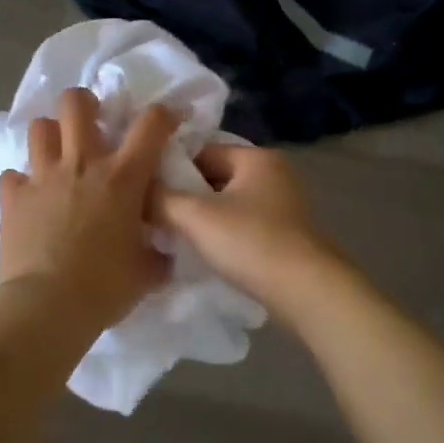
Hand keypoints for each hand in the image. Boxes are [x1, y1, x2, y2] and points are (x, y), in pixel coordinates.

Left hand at [0, 89, 175, 334]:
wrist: (46, 307)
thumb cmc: (104, 287)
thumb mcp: (146, 273)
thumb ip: (156, 254)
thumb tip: (161, 252)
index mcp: (122, 177)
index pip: (151, 124)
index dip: (163, 114)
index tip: (167, 121)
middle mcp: (81, 164)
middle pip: (76, 102)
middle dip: (85, 104)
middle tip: (93, 126)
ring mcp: (42, 177)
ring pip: (39, 127)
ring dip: (51, 135)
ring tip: (58, 156)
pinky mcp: (12, 197)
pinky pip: (13, 175)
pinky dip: (22, 183)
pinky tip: (30, 199)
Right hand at [154, 144, 341, 314]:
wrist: (307, 291)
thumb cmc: (251, 243)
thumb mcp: (196, 217)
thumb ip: (161, 199)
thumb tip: (135, 190)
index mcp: (256, 157)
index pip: (201, 151)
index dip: (171, 170)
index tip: (146, 193)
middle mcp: (273, 173)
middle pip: (214, 177)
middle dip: (186, 196)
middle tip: (155, 218)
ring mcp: (282, 204)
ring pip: (227, 203)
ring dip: (202, 219)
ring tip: (174, 237)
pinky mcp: (285, 233)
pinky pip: (242, 224)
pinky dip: (222, 234)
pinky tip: (204, 252)